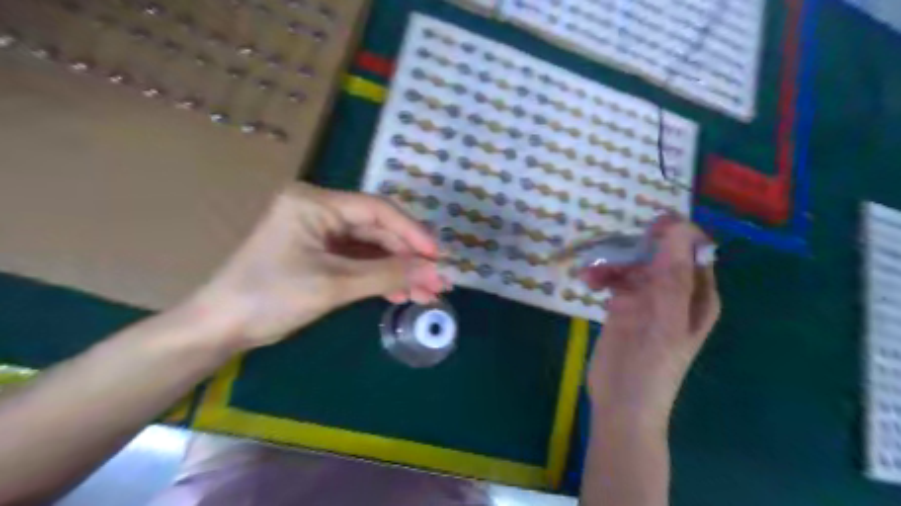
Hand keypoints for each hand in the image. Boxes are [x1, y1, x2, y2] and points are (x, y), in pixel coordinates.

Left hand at [186, 182, 446, 351]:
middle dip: (408, 258)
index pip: (376, 210)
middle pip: (377, 230)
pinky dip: (380, 277)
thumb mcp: (334, 284)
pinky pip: (359, 261)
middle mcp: (320, 211)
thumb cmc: (270, 297)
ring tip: (426, 293)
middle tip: (437, 280)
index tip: (438, 256)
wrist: (220, 328)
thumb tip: (434, 273)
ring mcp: (320, 234)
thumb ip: (387, 275)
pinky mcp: (321, 254)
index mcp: (315, 203)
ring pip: (372, 248)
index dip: (412, 232)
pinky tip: (402, 293)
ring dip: (399, 271)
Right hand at [581, 216, 722, 430]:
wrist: (621, 404)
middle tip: (614, 243)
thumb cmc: (650, 368)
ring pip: (633, 265)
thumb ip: (672, 276)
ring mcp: (647, 299)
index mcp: (696, 295)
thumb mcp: (665, 321)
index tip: (650, 226)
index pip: (694, 252)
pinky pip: (614, 280)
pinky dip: (602, 276)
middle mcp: (674, 293)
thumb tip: (677, 228)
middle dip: (636, 247)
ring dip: (612, 263)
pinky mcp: (623, 306)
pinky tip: (588, 282)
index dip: (677, 234)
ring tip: (591, 274)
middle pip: (660, 254)